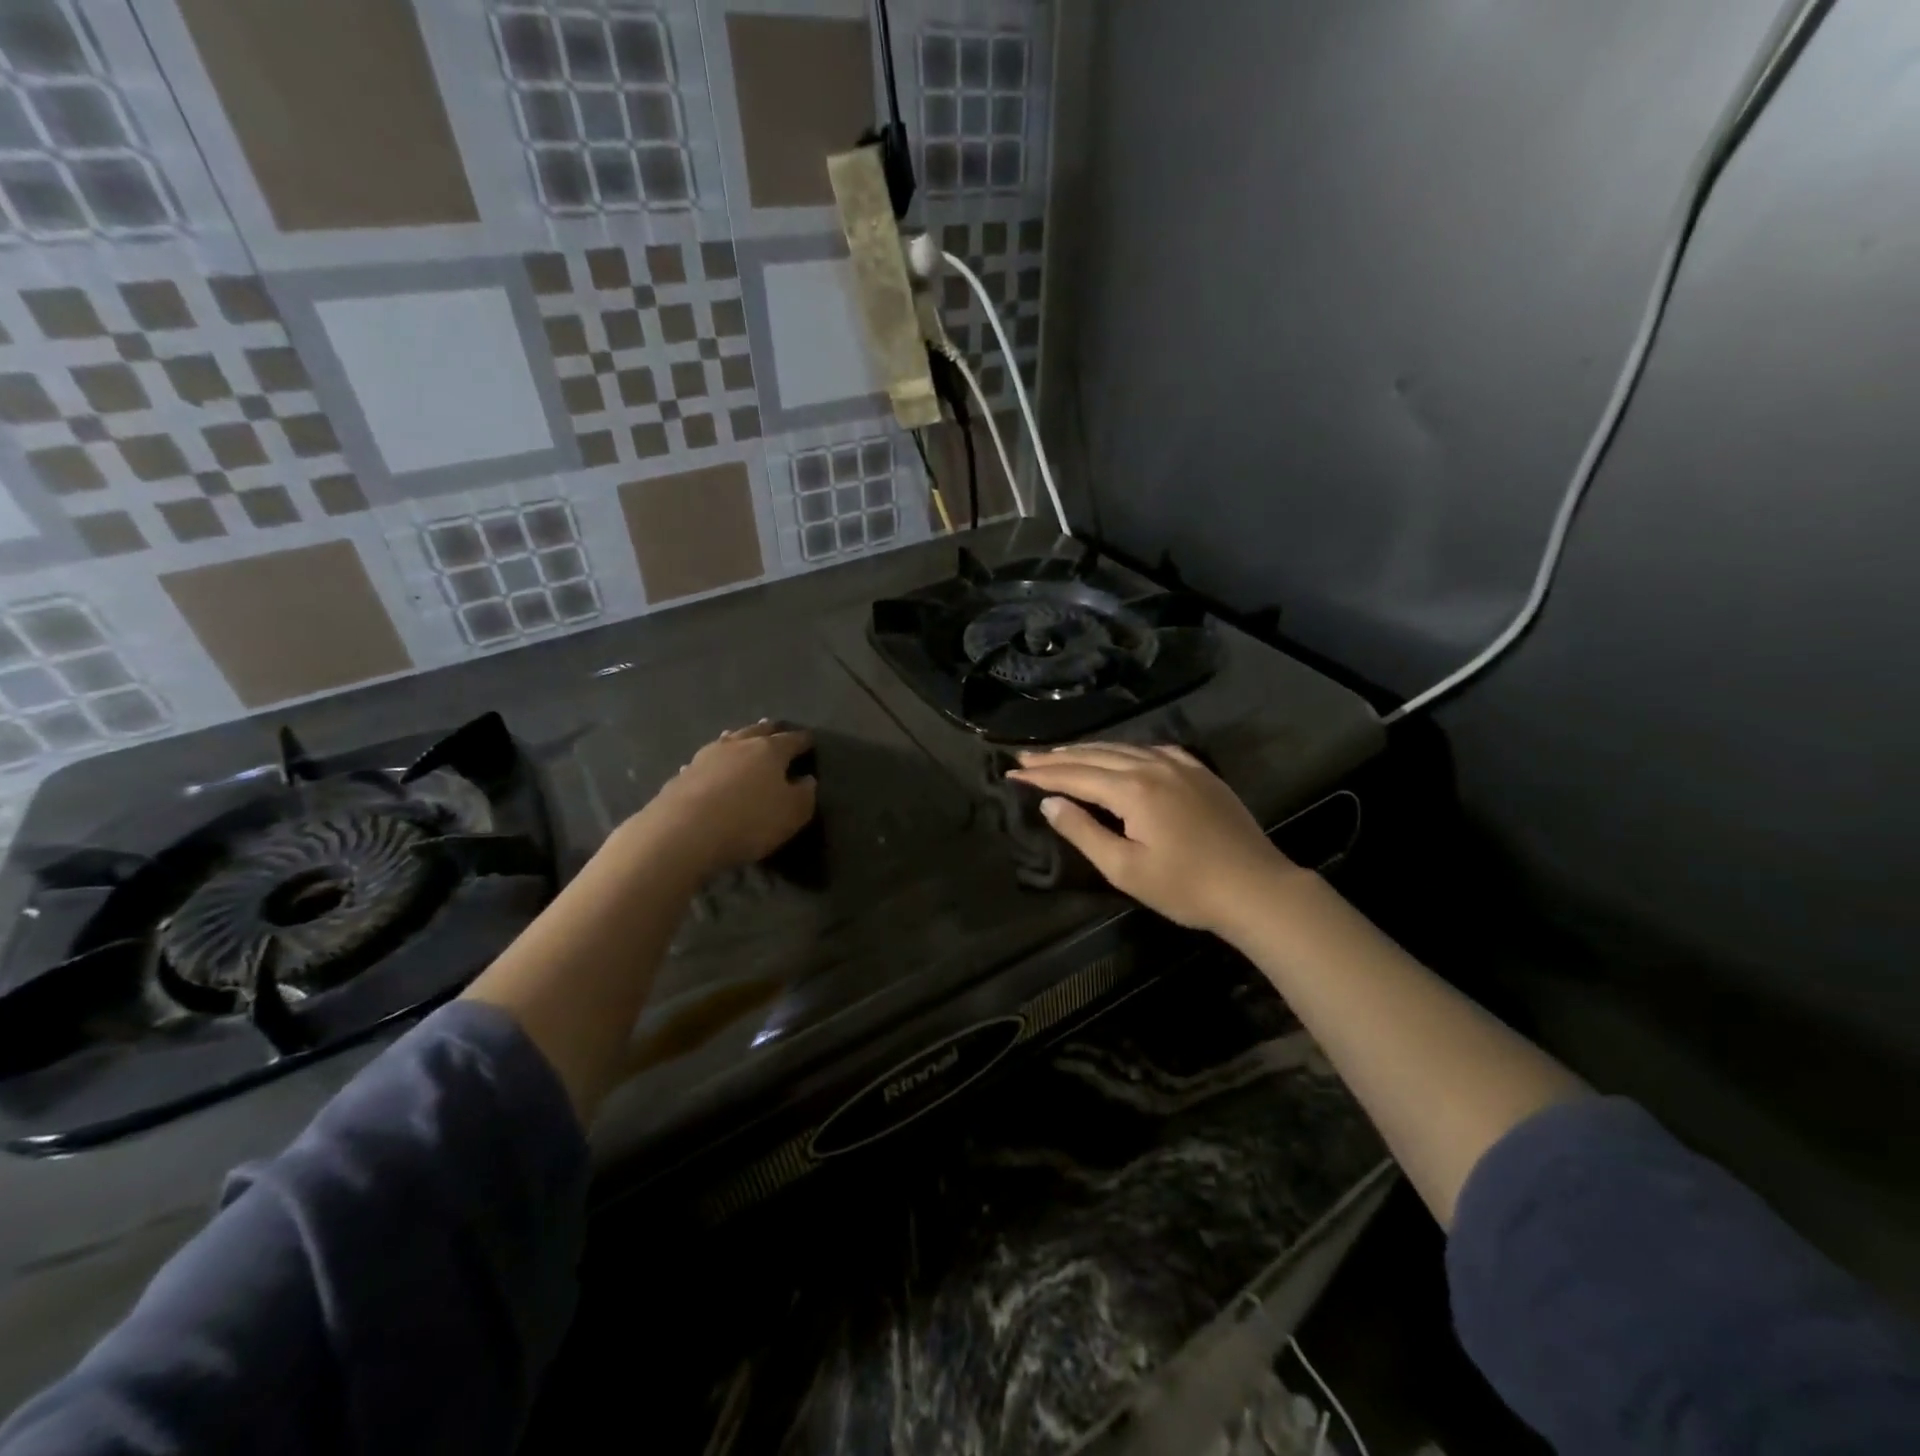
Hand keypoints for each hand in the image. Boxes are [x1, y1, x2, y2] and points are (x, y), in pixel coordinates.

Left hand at [630, 721, 815, 878]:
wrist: (684, 832)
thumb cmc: (749, 821)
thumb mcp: (793, 814)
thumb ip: (805, 794)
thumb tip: (807, 779)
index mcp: (770, 751)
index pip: (792, 740)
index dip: (803, 740)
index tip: (810, 740)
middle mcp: (738, 745)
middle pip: (757, 732)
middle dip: (769, 730)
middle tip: (775, 728)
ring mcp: (706, 757)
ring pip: (728, 741)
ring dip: (738, 739)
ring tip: (741, 737)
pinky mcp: (683, 774)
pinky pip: (704, 761)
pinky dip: (713, 762)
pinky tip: (709, 767)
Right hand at [1007, 744, 1294, 935]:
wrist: (1256, 888)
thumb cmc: (1186, 887)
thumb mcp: (1125, 869)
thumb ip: (1083, 832)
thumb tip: (1050, 803)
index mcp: (1133, 789)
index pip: (1075, 775)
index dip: (1041, 775)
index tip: (1011, 773)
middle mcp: (1153, 766)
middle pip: (1095, 756)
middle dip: (1057, 758)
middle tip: (1025, 759)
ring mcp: (1180, 765)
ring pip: (1123, 748)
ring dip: (1088, 751)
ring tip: (1060, 754)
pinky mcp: (1200, 772)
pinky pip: (1152, 750)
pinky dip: (1125, 750)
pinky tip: (1119, 754)